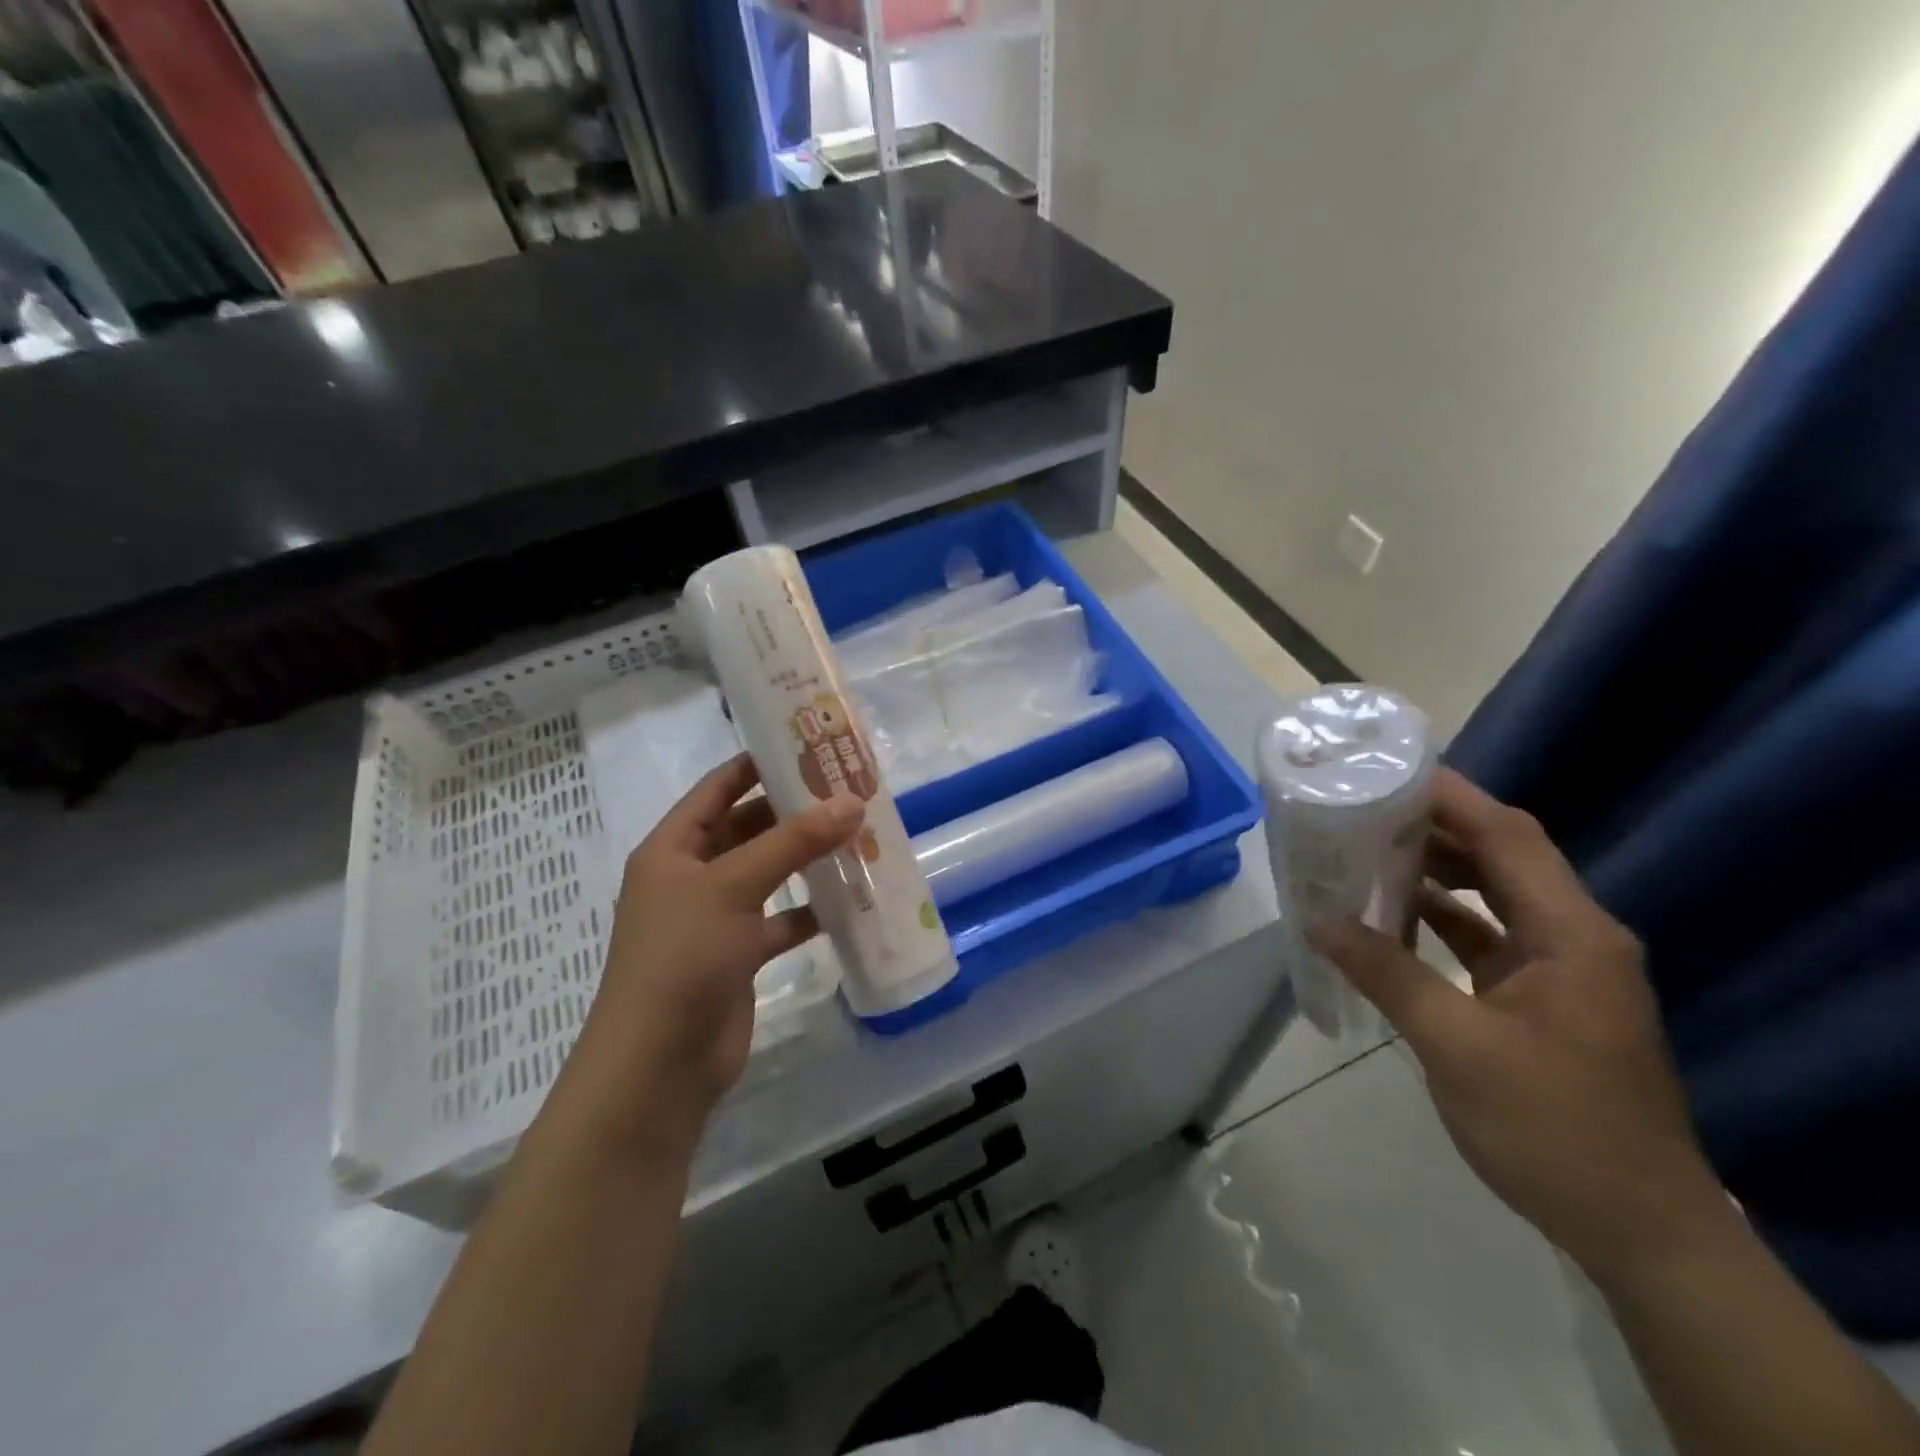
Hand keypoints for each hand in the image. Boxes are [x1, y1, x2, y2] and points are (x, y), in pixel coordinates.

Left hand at [558, 754, 862, 1152]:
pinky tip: (850, 900)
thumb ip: (793, 842)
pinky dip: (810, 909)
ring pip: (768, 874)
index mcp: (673, 848)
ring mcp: (716, 917)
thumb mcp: (734, 886)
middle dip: (794, 811)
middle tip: (849, 791)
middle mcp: (692, 876)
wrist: (659, 1065)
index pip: (718, 788)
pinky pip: (781, 919)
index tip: (808, 745)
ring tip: (858, 836)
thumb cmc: (683, 957)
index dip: (758, 763)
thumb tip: (851, 801)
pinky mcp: (739, 955)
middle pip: (748, 828)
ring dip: (807, 859)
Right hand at [1310, 768, 1723, 1277]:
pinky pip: (1486, 937)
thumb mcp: (1456, 1046)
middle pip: (1501, 857)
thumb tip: (1318, 921)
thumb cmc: (1553, 1128)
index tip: (1384, 772)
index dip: (1451, 797)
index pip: (1509, 836)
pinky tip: (1390, 918)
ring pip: (1492, 895)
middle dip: (1432, 828)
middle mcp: (1574, 937)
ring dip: (1433, 873)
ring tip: (1365, 853)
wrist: (1639, 1231)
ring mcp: (1561, 969)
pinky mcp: (1543, 998)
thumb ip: (1386, 973)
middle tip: (1359, 809)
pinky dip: (1440, 920)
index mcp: (1572, 934)